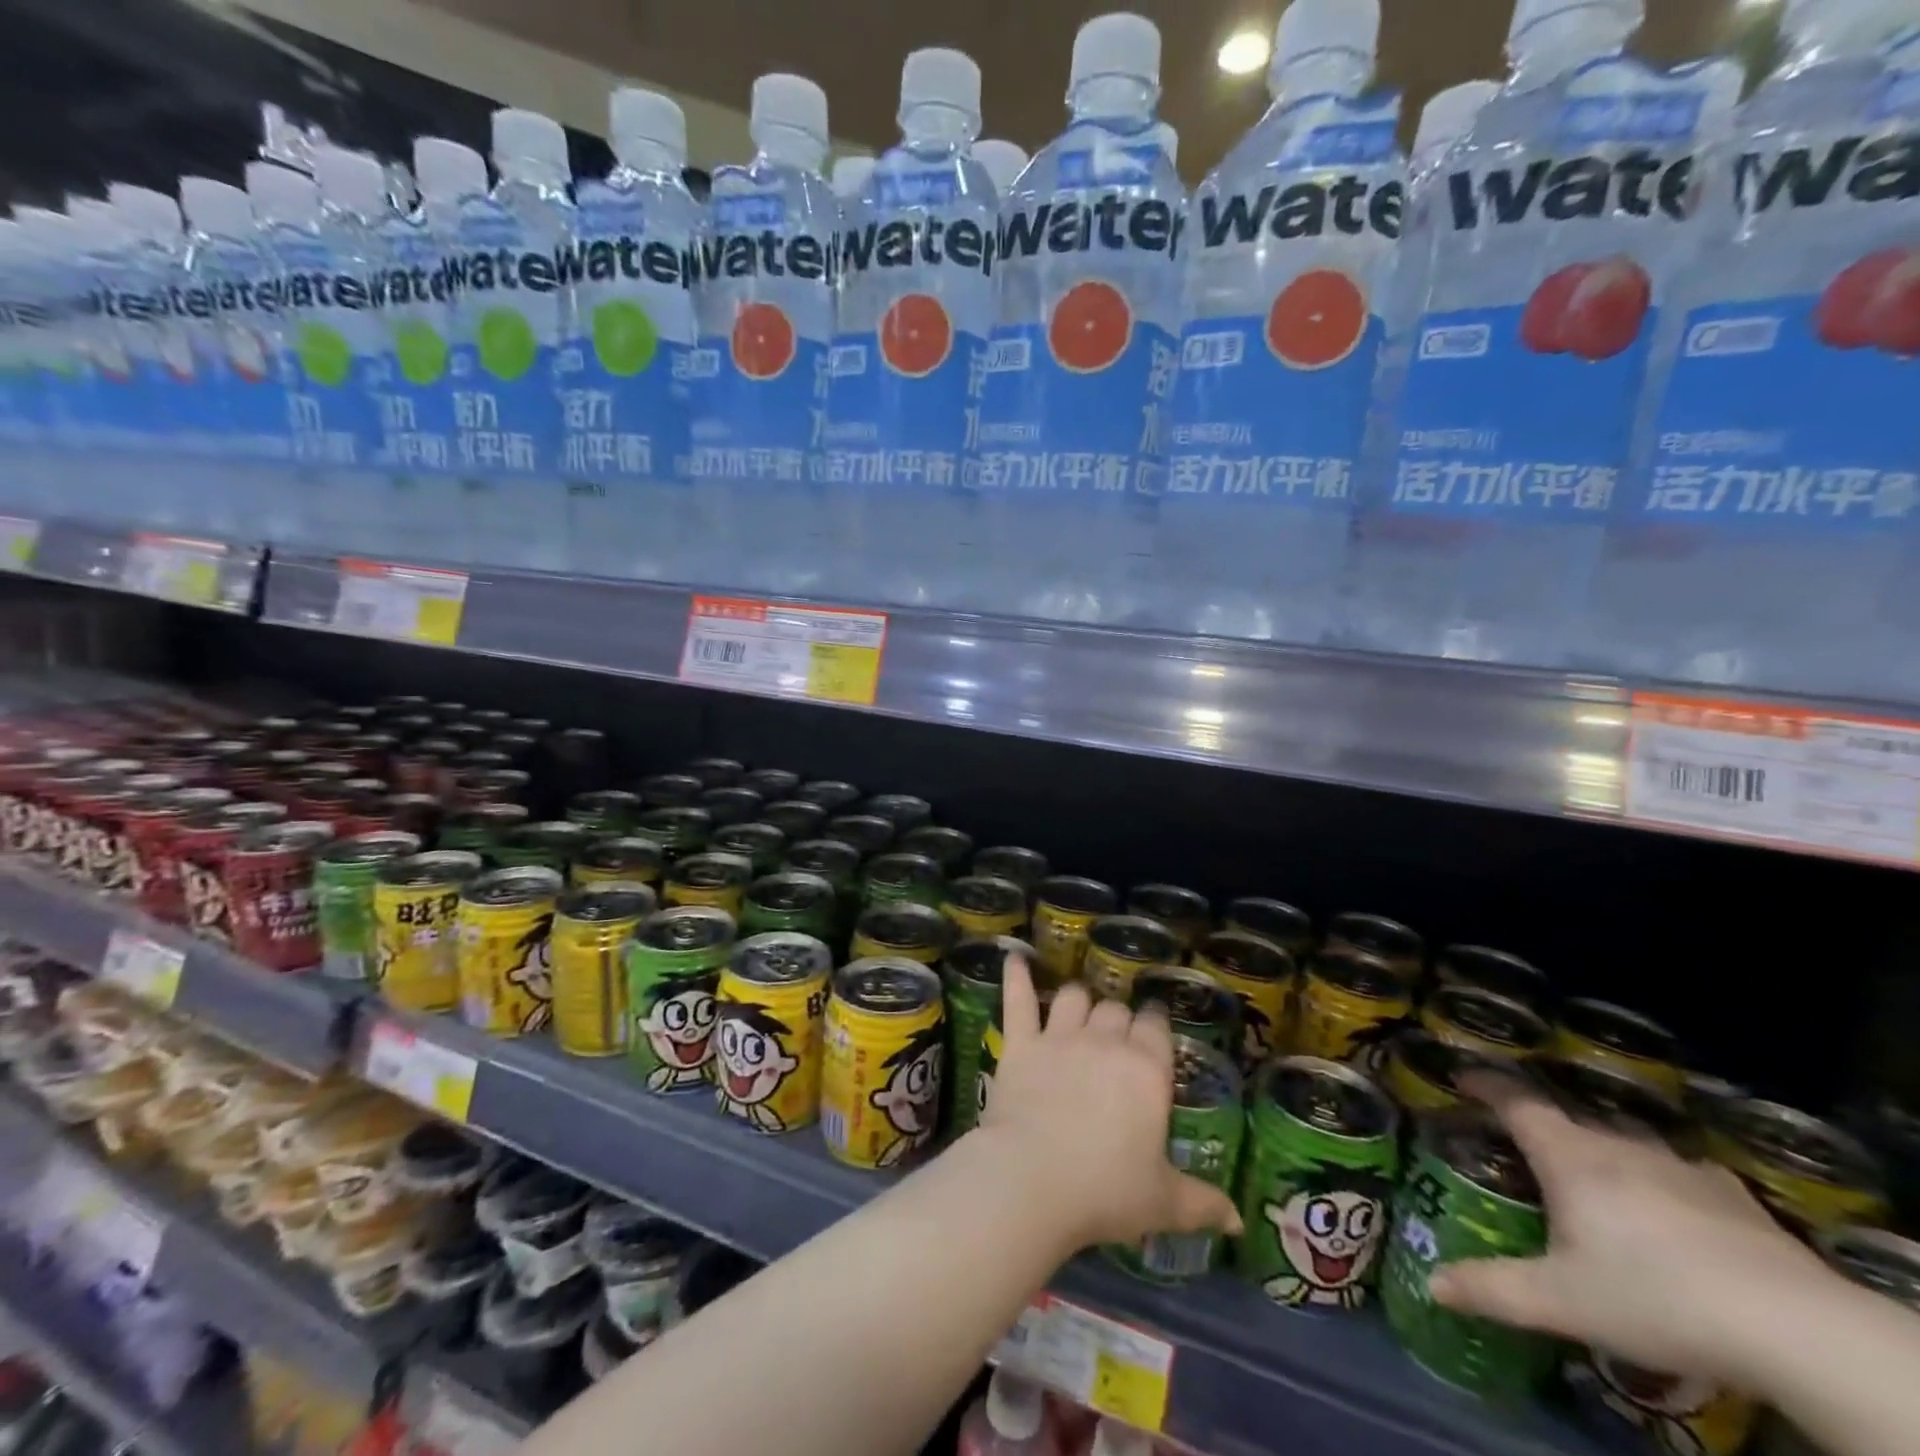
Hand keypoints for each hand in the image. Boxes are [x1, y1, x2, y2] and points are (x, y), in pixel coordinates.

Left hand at [975, 956, 1241, 1254]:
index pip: (1156, 1026)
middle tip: (1116, 1038)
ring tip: (1078, 1009)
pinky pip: (1018, 999)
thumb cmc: (1105, 1190)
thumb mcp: (1163, 1203)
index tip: (1153, 1029)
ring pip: (1073, 996)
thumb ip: (1202, 1203)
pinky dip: (1016, 975)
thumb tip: (1237, 1221)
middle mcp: (1105, 1041)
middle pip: (1115, 1009)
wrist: (1032, 1179)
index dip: (1154, 1024)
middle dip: (1118, 1018)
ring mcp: (1059, 1036)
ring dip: (1078, 1000)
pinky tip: (1015, 959)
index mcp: (1146, 1069)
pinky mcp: (1020, 1042)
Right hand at [1431, 1074, 1827, 1385]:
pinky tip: (1672, 1216)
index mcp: (1567, 1156)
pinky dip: (1660, 1184)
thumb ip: (1492, 1288)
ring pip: (1624, 1146)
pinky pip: (1678, 1174)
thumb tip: (1432, 1284)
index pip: (1514, 1101)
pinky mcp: (1732, 1196)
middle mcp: (1616, 1146)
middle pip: (1567, 1123)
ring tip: (1596, 1188)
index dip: (1484, 1084)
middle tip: (1525, 1156)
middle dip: (1542, 1132)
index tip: (1462, 1075)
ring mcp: (1679, 1167)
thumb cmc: (1654, 1297)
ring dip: (1602, 1158)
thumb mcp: (1561, 1301)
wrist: (1796, 1328)